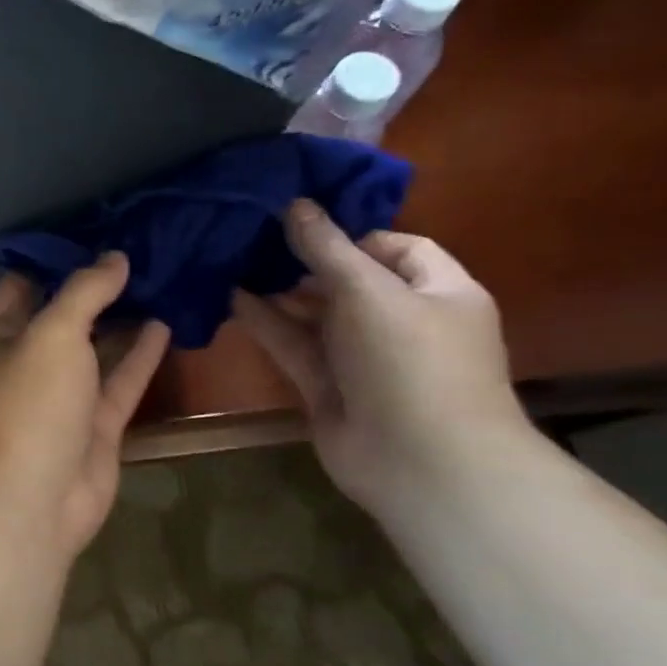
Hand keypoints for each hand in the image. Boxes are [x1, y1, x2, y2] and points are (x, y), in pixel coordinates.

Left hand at [0, 253, 170, 560]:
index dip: (52, 255)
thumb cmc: (29, 405)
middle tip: (140, 244)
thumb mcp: (52, 334)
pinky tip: (167, 321)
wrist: (32, 500)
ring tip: (161, 275)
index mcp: (0, 336)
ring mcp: (63, 394)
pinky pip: (121, 380)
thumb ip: (83, 293)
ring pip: (96, 346)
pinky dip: (141, 353)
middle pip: (63, 312)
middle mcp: (28, 360)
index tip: (92, 225)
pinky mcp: (95, 424)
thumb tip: (113, 257)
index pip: (21, 283)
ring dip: (121, 316)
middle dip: (94, 283)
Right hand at [232, 200, 527, 515]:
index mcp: (437, 291)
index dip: (351, 232)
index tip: (299, 224)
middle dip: (303, 260)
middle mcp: (401, 320)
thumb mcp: (368, 292)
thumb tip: (294, 204)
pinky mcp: (326, 384)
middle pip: (348, 279)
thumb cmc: (410, 362)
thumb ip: (326, 248)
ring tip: (230, 262)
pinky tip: (229, 298)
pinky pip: (293, 344)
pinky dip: (265, 322)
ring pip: (314, 313)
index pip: (398, 247)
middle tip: (251, 238)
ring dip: (277, 291)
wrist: (420, 461)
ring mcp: (361, 356)